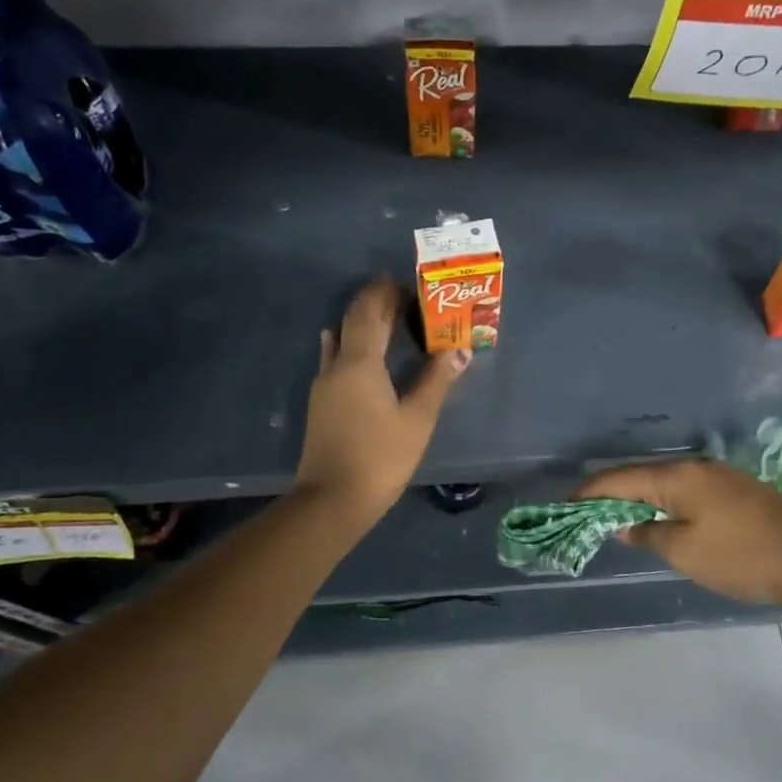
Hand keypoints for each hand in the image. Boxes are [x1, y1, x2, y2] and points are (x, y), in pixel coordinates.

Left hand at [295, 277, 468, 525]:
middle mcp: (337, 366)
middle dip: (375, 304)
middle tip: (402, 295)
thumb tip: (459, 351)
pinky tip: (346, 346)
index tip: (404, 280)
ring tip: (387, 318)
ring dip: (362, 324)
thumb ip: (437, 381)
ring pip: (341, 340)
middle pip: (353, 322)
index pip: (369, 313)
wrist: (332, 500)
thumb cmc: (380, 457)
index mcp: (360, 363)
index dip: (384, 293)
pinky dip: (347, 344)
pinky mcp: (322, 404)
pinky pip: (335, 359)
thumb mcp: (417, 419)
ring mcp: (325, 385)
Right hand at [574, 459, 781, 608]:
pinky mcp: (734, 492)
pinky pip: (684, 492)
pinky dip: (662, 504)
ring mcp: (717, 477)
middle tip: (584, 517)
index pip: (617, 479)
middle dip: (608, 495)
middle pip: (639, 476)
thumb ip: (648, 534)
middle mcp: (694, 468)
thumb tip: (625, 525)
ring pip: (663, 484)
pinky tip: (659, 522)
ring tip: (615, 521)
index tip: (562, 507)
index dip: (587, 493)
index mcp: (676, 477)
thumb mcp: (685, 551)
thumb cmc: (743, 555)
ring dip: (636, 500)